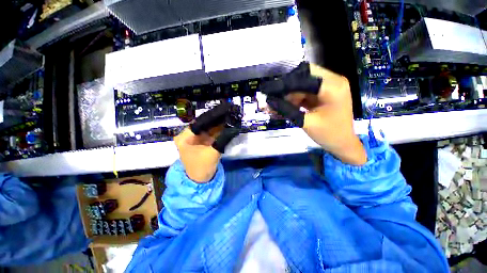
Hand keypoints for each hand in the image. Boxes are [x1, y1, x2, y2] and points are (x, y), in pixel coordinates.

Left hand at [174, 102, 241, 182]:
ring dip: (218, 126)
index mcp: (185, 137)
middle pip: (204, 125)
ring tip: (228, 118)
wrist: (200, 181)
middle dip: (216, 121)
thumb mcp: (212, 152)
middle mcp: (188, 135)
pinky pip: (210, 134)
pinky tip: (226, 127)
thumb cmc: (201, 167)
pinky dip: (218, 132)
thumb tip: (232, 128)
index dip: (212, 117)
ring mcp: (195, 139)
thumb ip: (222, 139)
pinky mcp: (201, 143)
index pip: (200, 122)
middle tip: (228, 114)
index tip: (223, 112)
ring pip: (208, 129)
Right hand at [261, 62, 366, 164]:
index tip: (267, 89)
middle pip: (303, 75)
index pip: (303, 77)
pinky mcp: (324, 91)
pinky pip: (305, 90)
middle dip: (286, 87)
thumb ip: (287, 110)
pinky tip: (285, 105)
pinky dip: (294, 97)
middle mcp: (333, 80)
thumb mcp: (305, 122)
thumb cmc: (328, 135)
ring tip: (276, 104)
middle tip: (272, 97)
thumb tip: (269, 101)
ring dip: (289, 93)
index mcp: (332, 87)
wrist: (343, 143)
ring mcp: (329, 85)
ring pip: (302, 82)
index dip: (283, 83)